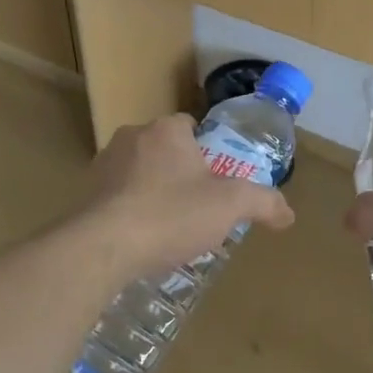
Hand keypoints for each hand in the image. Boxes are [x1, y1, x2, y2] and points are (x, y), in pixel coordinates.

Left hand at [81, 114, 294, 280]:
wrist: (103, 247)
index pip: (190, 125)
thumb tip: (288, 212)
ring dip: (152, 191)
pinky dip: (130, 211)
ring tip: (169, 227)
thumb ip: (263, 202)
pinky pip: (116, 196)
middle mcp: (131, 137)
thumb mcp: (230, 206)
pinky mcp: (84, 194)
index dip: (207, 149)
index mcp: (166, 130)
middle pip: (164, 149)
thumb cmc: (171, 214)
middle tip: (197, 205)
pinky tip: (141, 239)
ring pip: (138, 172)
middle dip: (179, 172)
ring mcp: (102, 165)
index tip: (216, 178)